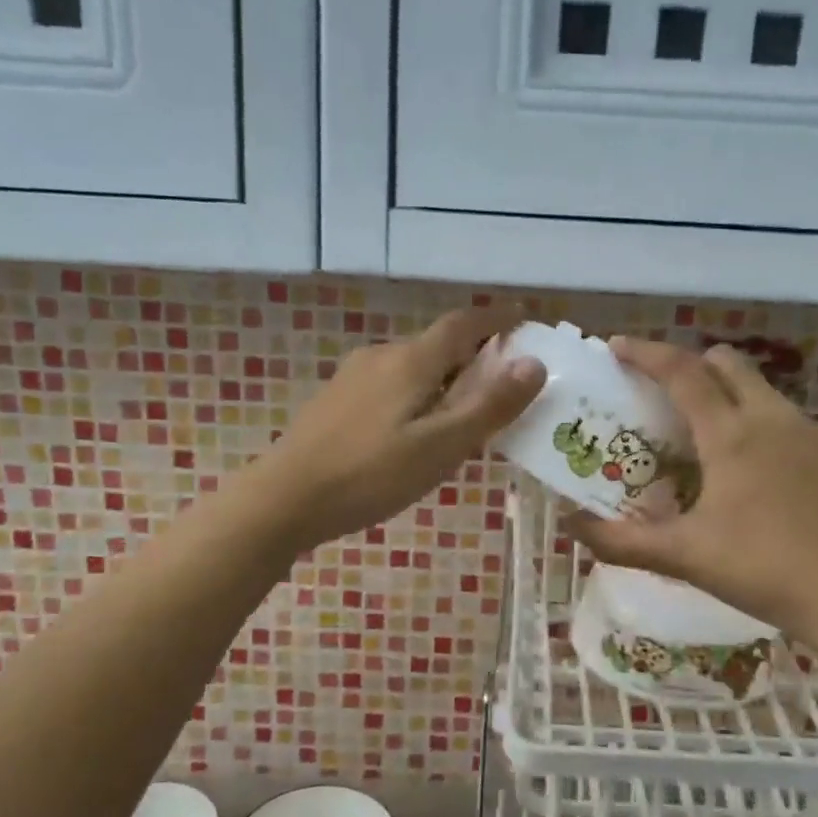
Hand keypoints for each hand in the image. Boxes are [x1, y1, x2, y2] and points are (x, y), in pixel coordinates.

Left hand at [250, 305, 545, 548]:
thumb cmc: (371, 475)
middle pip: (437, 345)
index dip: (496, 319)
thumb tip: (534, 363)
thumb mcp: (441, 446)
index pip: (463, 324)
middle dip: (474, 355)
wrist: (284, 499)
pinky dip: (418, 394)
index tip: (523, 317)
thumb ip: (489, 406)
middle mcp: (381, 356)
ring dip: (445, 378)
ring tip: (465, 414)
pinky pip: (391, 385)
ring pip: (413, 367)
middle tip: (503, 384)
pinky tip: (416, 431)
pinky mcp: (336, 401)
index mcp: (411, 361)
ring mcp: (353, 377)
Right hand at [568, 339, 817, 642]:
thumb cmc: (762, 568)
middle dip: (688, 363)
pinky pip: (777, 412)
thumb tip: (569, 526)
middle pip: (725, 362)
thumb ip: (620, 540)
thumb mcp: (683, 556)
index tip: (616, 346)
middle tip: (657, 390)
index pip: (682, 372)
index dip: (646, 353)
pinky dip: (748, 413)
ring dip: (721, 388)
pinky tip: (738, 460)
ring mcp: (804, 433)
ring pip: (756, 385)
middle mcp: (769, 418)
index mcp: (731, 433)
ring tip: (694, 426)